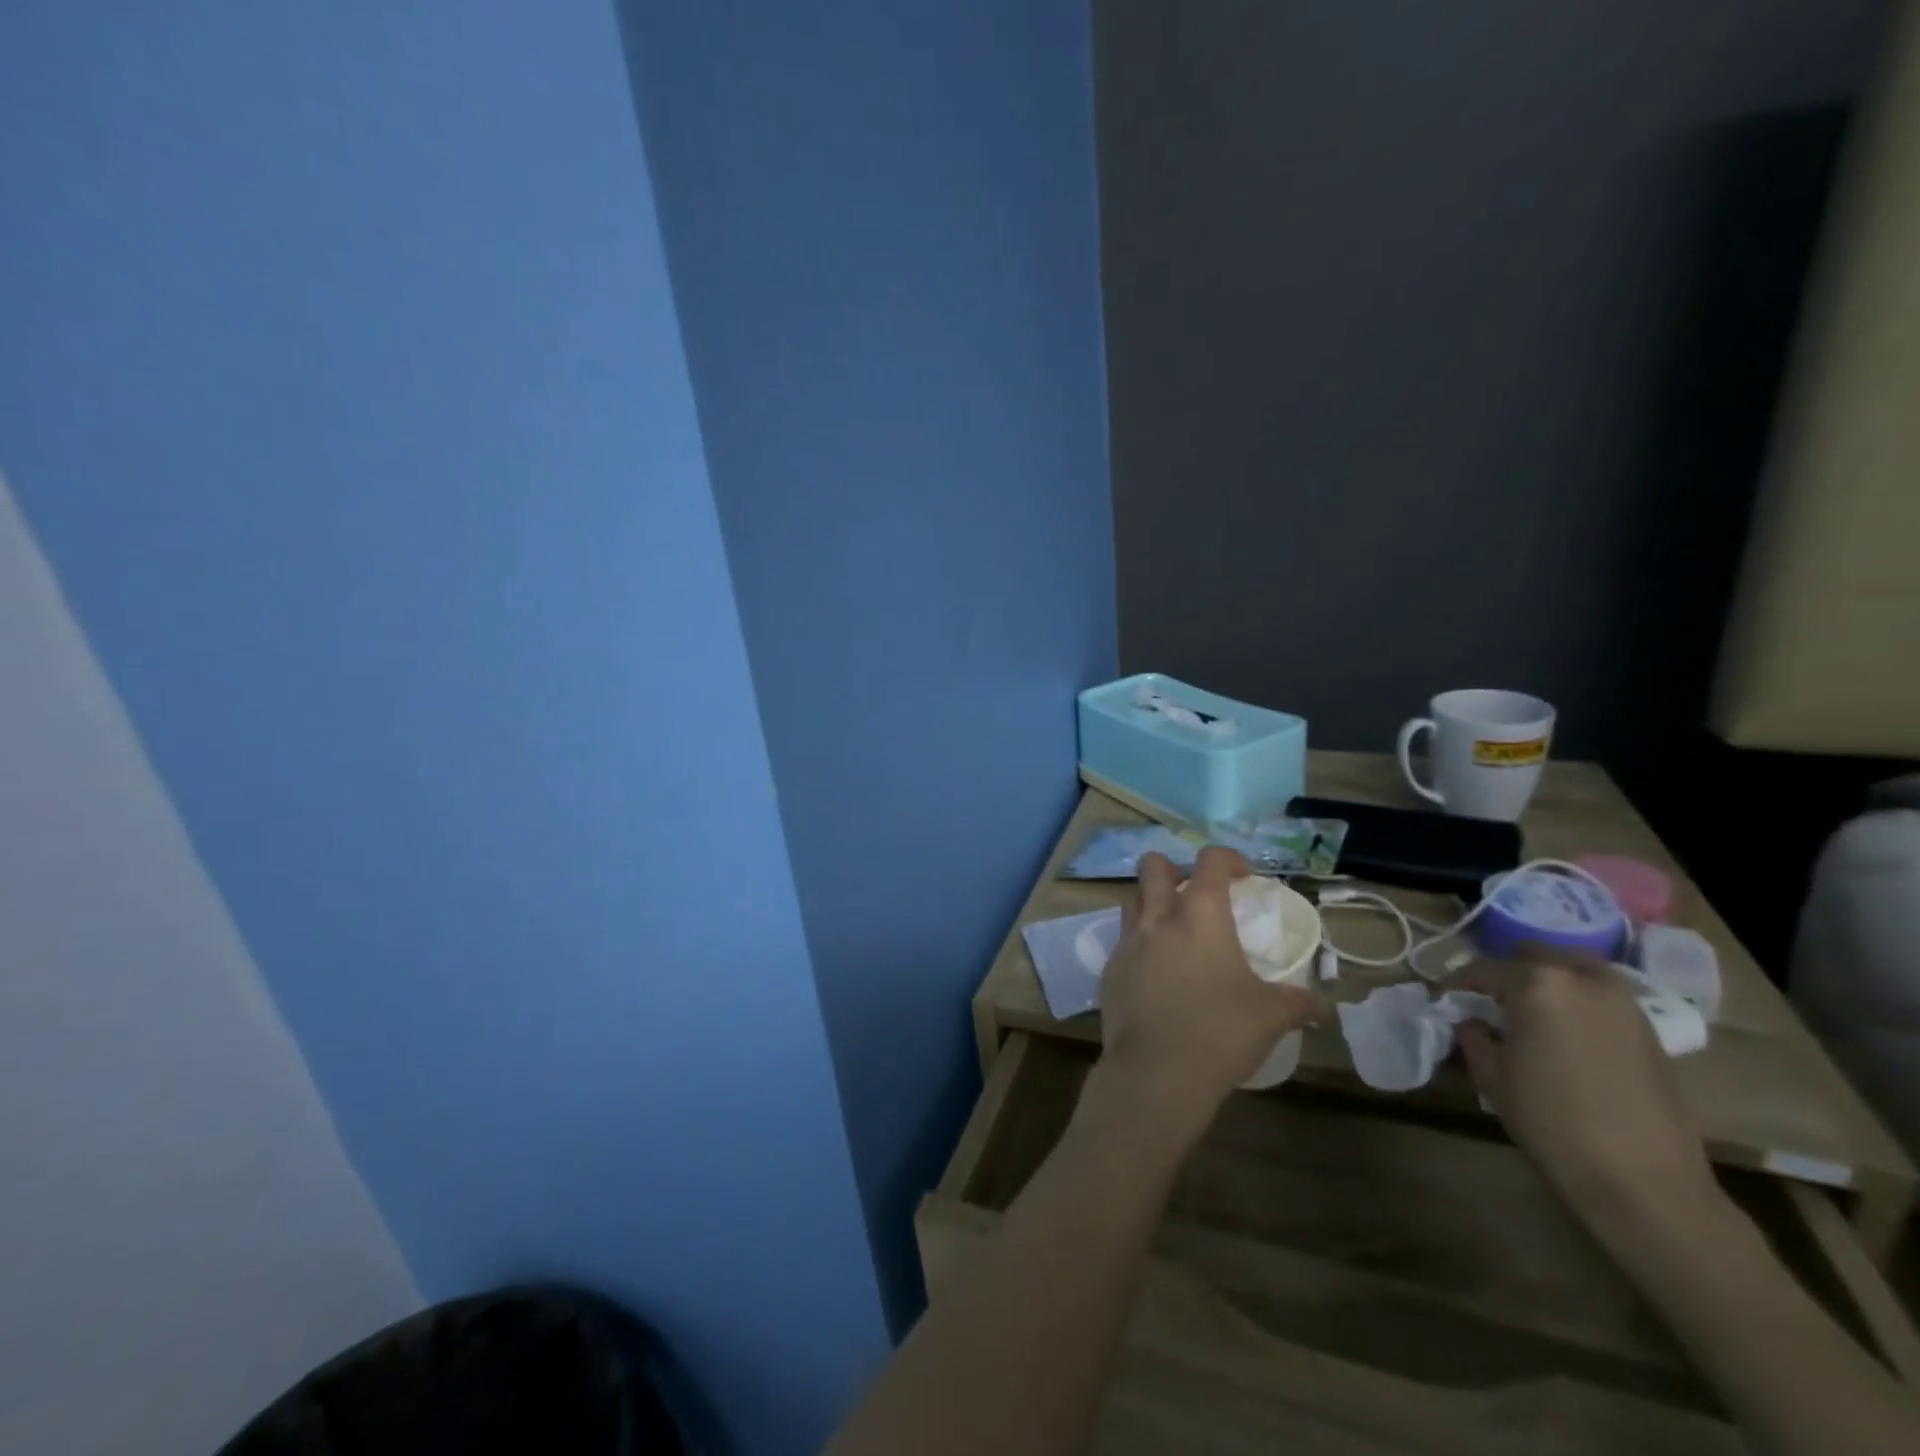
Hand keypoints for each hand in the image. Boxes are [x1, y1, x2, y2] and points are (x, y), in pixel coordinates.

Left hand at [1092, 849, 1317, 1136]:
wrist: (1156, 1071)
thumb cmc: (1220, 1031)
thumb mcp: (1271, 1015)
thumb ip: (1297, 1002)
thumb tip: (1321, 1007)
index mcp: (1200, 913)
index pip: (1210, 860)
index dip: (1228, 859)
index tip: (1243, 877)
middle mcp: (1158, 916)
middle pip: (1152, 865)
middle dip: (1173, 869)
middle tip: (1195, 895)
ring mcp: (1127, 941)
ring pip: (1132, 898)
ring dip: (1151, 902)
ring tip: (1174, 930)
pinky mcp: (1109, 969)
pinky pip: (1123, 940)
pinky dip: (1140, 943)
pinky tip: (1157, 973)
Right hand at [1454, 948, 1723, 1241]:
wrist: (1643, 1181)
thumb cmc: (1551, 1121)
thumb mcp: (1491, 1075)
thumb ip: (1473, 1035)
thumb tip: (1470, 1021)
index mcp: (1537, 983)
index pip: (1482, 969)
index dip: (1456, 985)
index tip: (1443, 1000)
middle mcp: (1582, 978)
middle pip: (1533, 956)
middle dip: (1507, 974)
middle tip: (1490, 1003)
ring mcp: (1623, 1001)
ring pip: (1573, 970)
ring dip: (1547, 982)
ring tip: (1529, 1015)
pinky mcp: (1649, 1029)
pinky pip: (1600, 997)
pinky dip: (1577, 1002)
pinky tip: (1565, 1035)